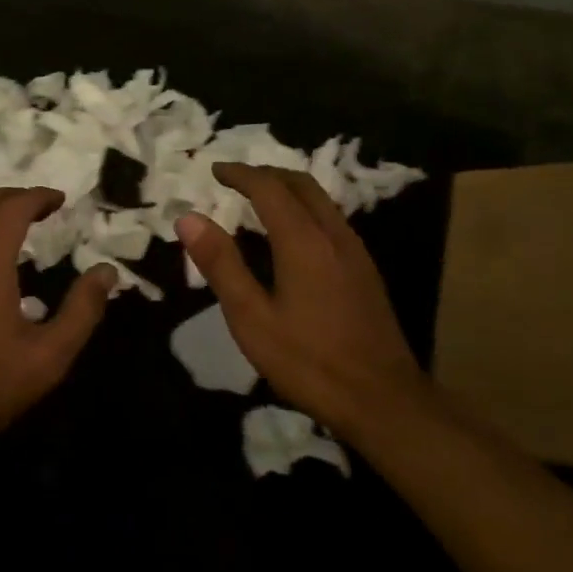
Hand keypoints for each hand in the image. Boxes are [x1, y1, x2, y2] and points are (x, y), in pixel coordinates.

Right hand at [178, 164, 422, 440]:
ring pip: (320, 200)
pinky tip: (291, 237)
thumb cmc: (309, 361)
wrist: (384, 401)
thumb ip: (221, 264)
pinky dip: (304, 209)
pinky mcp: (365, 270)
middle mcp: (333, 234)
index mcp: (303, 240)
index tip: (215, 170)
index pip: (269, 187)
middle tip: (235, 179)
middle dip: (266, 174)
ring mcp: (355, 252)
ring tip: (258, 201)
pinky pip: (331, 219)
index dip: (240, 174)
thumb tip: (189, 218)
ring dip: (288, 189)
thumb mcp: (251, 317)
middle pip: (301, 184)